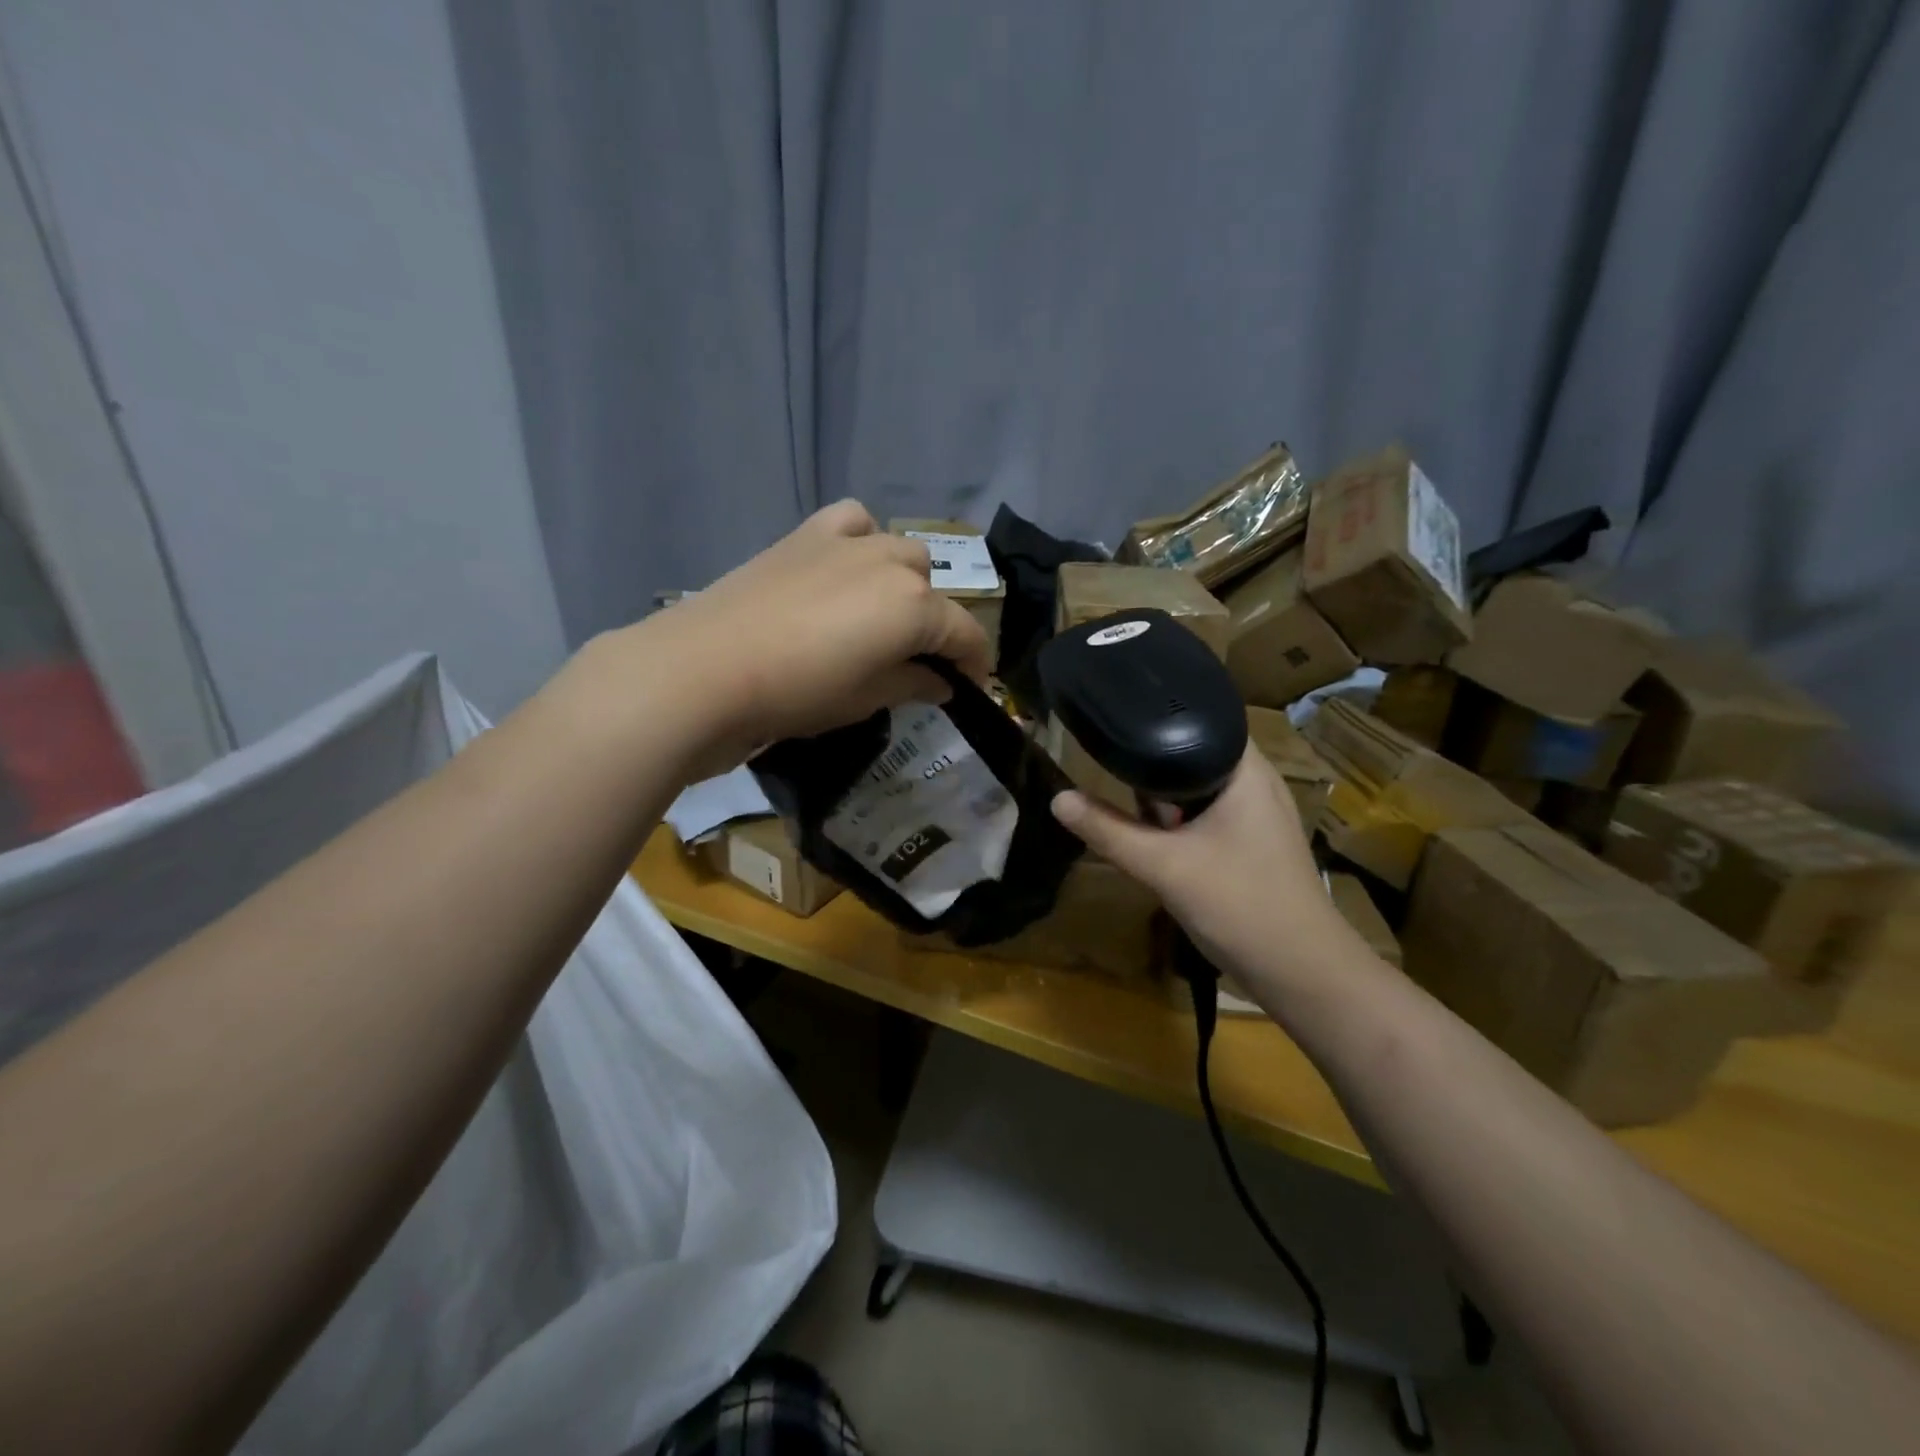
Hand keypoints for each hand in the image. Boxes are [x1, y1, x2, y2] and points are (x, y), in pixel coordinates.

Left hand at [612, 500, 991, 775]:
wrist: (707, 667)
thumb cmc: (798, 693)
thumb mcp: (866, 699)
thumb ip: (913, 684)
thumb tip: (942, 682)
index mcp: (914, 606)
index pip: (965, 634)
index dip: (975, 664)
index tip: (970, 687)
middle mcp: (891, 563)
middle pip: (932, 588)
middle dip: (932, 622)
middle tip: (910, 659)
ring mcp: (848, 542)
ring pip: (899, 551)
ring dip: (902, 582)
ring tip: (878, 614)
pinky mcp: (806, 534)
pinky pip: (854, 522)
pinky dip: (862, 540)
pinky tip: (846, 567)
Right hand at [1050, 747, 1354, 984]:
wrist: (1301, 974)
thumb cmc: (1241, 905)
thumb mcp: (1164, 866)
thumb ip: (1108, 831)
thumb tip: (1057, 798)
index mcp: (1246, 771)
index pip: (1199, 718)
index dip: (1155, 716)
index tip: (1112, 719)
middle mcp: (1255, 783)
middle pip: (1191, 754)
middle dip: (1149, 762)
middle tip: (1103, 759)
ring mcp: (1255, 816)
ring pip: (1195, 789)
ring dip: (1162, 796)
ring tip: (1117, 792)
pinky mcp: (1249, 844)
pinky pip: (1204, 815)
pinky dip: (1176, 820)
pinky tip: (1150, 834)